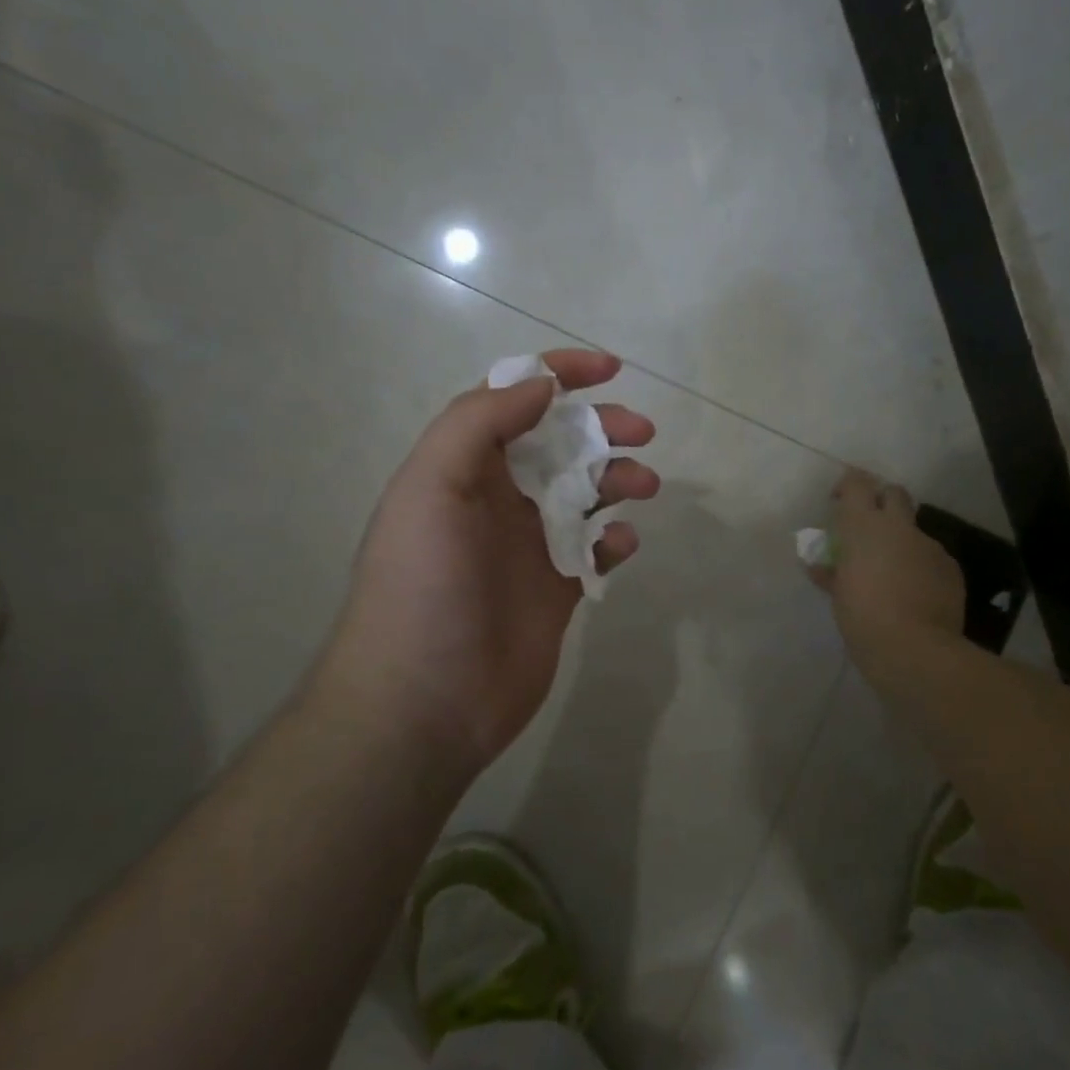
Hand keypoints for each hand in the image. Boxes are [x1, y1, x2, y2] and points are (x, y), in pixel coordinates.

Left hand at [315, 350, 657, 766]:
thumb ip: (480, 424)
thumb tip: (540, 385)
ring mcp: (529, 546)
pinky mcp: (556, 589)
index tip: (610, 369)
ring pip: (586, 493)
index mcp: (464, 469)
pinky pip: (595, 550)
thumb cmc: (424, 584)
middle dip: (602, 427)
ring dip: (618, 478)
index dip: (558, 374)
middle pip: (560, 443)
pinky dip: (615, 539)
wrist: (425, 700)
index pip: (513, 401)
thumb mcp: (432, 486)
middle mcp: (498, 500)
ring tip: (644, 486)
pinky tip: (622, 544)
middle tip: (642, 432)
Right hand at [811, 469, 964, 669]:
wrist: (915, 649)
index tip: (839, 501)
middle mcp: (899, 527)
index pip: (857, 483)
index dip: (849, 485)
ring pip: (914, 531)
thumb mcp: (839, 597)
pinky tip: (915, 593)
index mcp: (864, 526)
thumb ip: (831, 575)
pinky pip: (932, 558)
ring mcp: (929, 545)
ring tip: (892, 573)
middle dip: (882, 502)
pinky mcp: (950, 567)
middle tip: (869, 528)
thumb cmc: (863, 618)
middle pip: (894, 493)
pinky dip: (921, 567)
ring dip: (902, 542)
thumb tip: (819, 568)